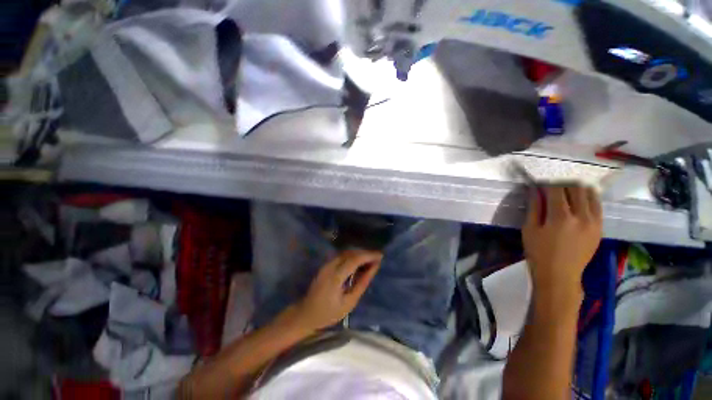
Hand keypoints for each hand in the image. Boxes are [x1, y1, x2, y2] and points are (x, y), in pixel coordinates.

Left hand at [295, 250, 381, 330]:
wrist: (306, 314)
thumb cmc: (328, 313)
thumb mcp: (349, 302)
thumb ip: (362, 283)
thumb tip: (373, 268)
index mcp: (335, 276)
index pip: (354, 259)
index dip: (368, 255)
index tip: (381, 255)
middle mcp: (330, 266)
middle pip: (350, 253)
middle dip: (365, 253)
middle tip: (377, 257)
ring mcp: (326, 264)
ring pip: (346, 252)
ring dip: (359, 253)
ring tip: (370, 259)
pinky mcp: (325, 265)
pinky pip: (341, 256)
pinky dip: (352, 256)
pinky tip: (359, 262)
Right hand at [523, 185, 601, 305]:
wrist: (560, 275)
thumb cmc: (539, 253)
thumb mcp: (529, 229)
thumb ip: (534, 207)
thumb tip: (535, 189)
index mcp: (560, 217)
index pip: (556, 189)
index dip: (546, 183)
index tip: (539, 184)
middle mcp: (582, 216)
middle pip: (576, 188)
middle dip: (562, 183)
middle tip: (551, 187)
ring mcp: (594, 222)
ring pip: (590, 194)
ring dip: (577, 189)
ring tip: (566, 192)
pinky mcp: (600, 228)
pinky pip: (597, 205)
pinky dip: (588, 199)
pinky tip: (578, 202)